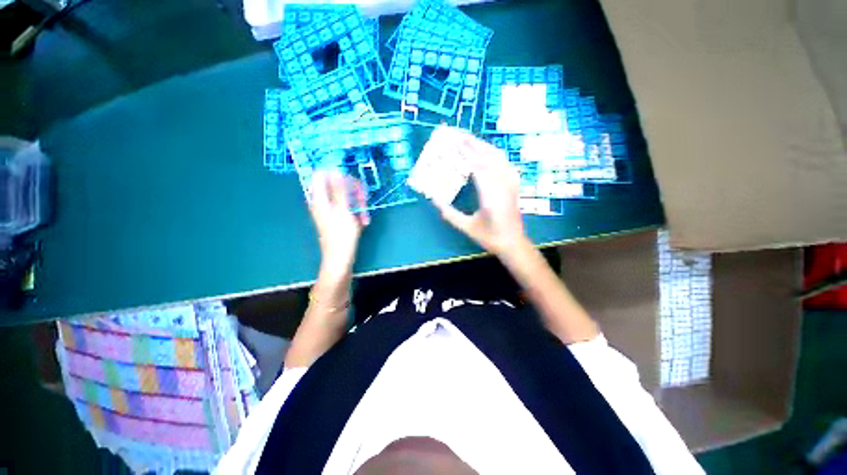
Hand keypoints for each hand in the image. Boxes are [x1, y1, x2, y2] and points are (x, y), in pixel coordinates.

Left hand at [309, 171, 369, 278]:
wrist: (340, 259)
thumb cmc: (341, 236)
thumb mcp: (343, 211)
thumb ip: (339, 190)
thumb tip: (335, 170)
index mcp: (320, 199)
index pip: (322, 175)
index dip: (337, 173)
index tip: (352, 178)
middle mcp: (324, 202)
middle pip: (338, 185)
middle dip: (354, 191)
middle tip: (364, 199)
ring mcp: (331, 211)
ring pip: (346, 197)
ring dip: (358, 204)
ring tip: (364, 217)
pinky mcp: (339, 218)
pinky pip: (349, 208)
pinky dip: (357, 212)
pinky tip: (363, 222)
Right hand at [433, 135, 528, 256]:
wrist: (513, 243)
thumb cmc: (489, 238)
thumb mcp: (467, 228)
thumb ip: (449, 214)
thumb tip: (434, 199)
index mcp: (490, 197)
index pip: (478, 168)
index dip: (467, 153)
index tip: (456, 142)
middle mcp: (502, 187)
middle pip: (490, 158)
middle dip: (475, 144)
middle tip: (460, 135)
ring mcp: (511, 185)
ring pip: (499, 159)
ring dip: (485, 147)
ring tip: (471, 140)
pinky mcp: (514, 186)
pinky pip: (506, 164)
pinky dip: (495, 155)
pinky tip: (488, 153)